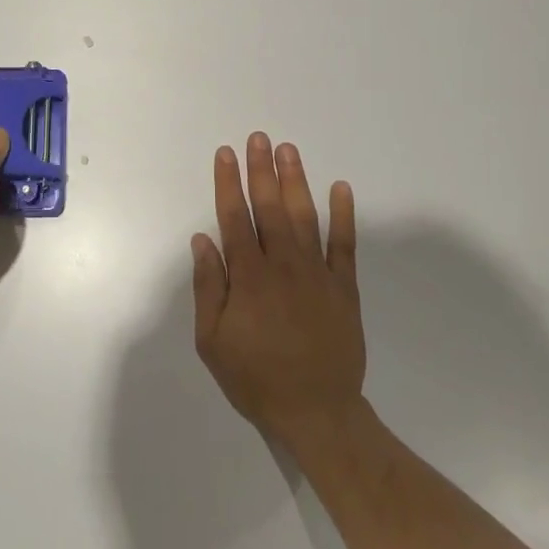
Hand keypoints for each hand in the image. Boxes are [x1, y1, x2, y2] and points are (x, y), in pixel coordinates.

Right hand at [191, 133, 363, 449]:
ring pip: (304, 217)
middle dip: (261, 170)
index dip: (228, 184)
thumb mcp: (213, 341)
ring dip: (295, 181)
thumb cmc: (255, 378)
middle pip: (270, 208)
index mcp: (250, 278)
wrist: (316, 411)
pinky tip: (341, 188)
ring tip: (288, 150)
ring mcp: (318, 274)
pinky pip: (345, 244)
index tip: (225, 154)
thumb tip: (203, 240)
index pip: (235, 219)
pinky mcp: (344, 287)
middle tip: (258, 138)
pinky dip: (344, 215)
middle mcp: (284, 266)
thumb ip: (209, 287)